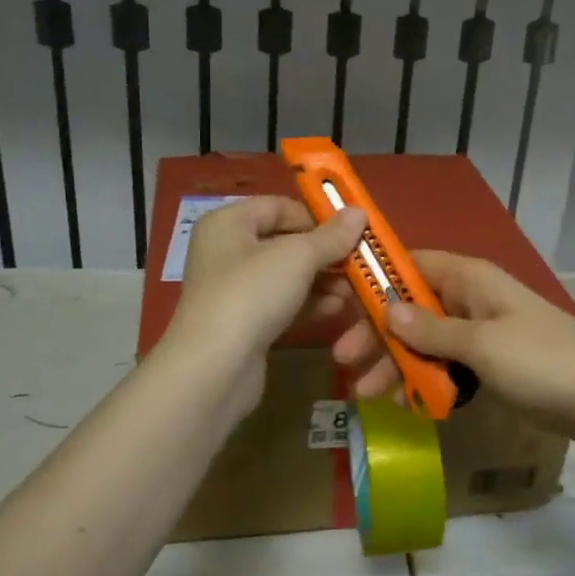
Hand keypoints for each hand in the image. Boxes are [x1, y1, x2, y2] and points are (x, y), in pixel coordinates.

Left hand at [165, 197, 367, 420]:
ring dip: (322, 280)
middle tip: (359, 265)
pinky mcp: (244, 322)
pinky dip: (309, 303)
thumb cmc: (252, 295)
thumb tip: (360, 212)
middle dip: (325, 253)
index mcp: (228, 223)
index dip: (316, 216)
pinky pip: (282, 302)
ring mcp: (234, 289)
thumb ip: (331, 236)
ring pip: (287, 275)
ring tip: (354, 291)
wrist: (215, 369)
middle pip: (285, 241)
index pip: (279, 206)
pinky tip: (337, 310)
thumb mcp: (297, 257)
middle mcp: (226, 250)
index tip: (351, 232)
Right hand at [330, 250, 574, 442]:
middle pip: (411, 307)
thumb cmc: (544, 361)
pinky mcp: (492, 366)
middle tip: (344, 362)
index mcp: (470, 279)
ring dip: (396, 363)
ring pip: (425, 341)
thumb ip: (431, 328)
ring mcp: (482, 334)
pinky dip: (425, 382)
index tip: (338, 300)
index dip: (374, 279)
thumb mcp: (481, 344)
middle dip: (378, 333)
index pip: (410, 264)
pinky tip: (403, 405)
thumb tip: (386, 308)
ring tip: (365, 394)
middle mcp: (471, 300)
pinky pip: (447, 367)